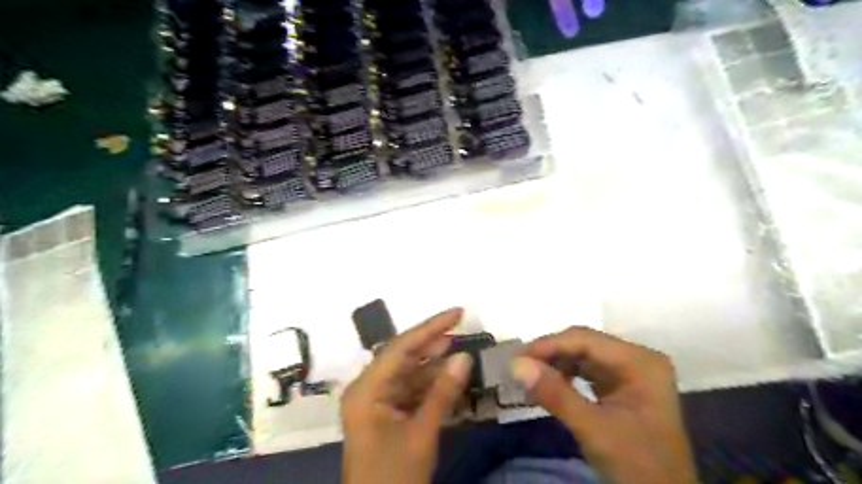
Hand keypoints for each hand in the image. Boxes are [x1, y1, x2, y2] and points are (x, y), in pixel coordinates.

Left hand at [341, 307, 470, 482]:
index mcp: (367, 388)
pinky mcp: (385, 414)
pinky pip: (409, 390)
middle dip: (432, 342)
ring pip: (408, 373)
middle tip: (460, 327)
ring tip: (459, 350)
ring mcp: (376, 402)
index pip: (401, 347)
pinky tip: (449, 378)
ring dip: (433, 365)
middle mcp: (368, 388)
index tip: (457, 313)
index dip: (431, 327)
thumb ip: (442, 392)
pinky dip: (430, 385)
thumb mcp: (421, 433)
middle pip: (403, 356)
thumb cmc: (393, 476)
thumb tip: (464, 356)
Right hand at [511, 327, 698, 482]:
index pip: (586, 340)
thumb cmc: (638, 467)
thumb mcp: (594, 430)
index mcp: (640, 361)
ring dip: (555, 366)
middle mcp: (636, 359)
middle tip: (519, 368)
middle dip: (550, 355)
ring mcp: (630, 373)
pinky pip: (587, 373)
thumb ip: (556, 394)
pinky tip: (549, 387)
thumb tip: (516, 365)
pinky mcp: (622, 388)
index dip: (549, 345)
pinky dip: (565, 378)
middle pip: (584, 345)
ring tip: (529, 378)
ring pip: (582, 357)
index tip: (516, 359)